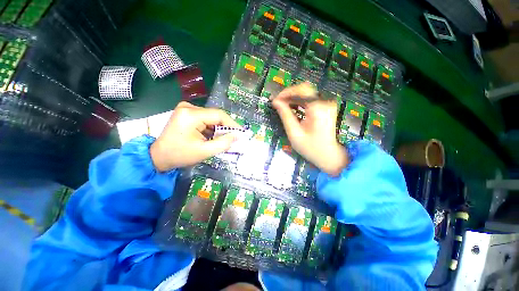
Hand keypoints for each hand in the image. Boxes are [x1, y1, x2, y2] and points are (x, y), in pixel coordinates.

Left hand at [150, 102, 240, 171]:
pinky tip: (212, 137)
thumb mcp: (204, 151)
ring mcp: (187, 109)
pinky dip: (211, 128)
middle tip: (233, 139)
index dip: (232, 124)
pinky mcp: (186, 113)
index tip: (241, 133)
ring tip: (222, 140)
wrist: (158, 156)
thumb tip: (237, 136)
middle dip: (225, 128)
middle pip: (215, 116)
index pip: (219, 115)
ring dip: (218, 129)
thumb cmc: (180, 155)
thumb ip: (223, 143)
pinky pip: (205, 119)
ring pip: (211, 118)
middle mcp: (189, 107)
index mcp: (191, 115)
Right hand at [271, 83, 347, 175]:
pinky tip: (291, 107)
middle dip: (289, 94)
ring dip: (293, 97)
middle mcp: (325, 102)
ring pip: (306, 92)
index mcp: (318, 108)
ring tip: (282, 105)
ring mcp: (327, 104)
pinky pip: (310, 98)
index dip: (286, 93)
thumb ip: (285, 115)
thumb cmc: (311, 148)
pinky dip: (299, 101)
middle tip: (277, 103)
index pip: (301, 90)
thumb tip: (276, 102)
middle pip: (304, 89)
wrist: (328, 155)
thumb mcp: (294, 133)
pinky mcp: (326, 107)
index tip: (275, 100)